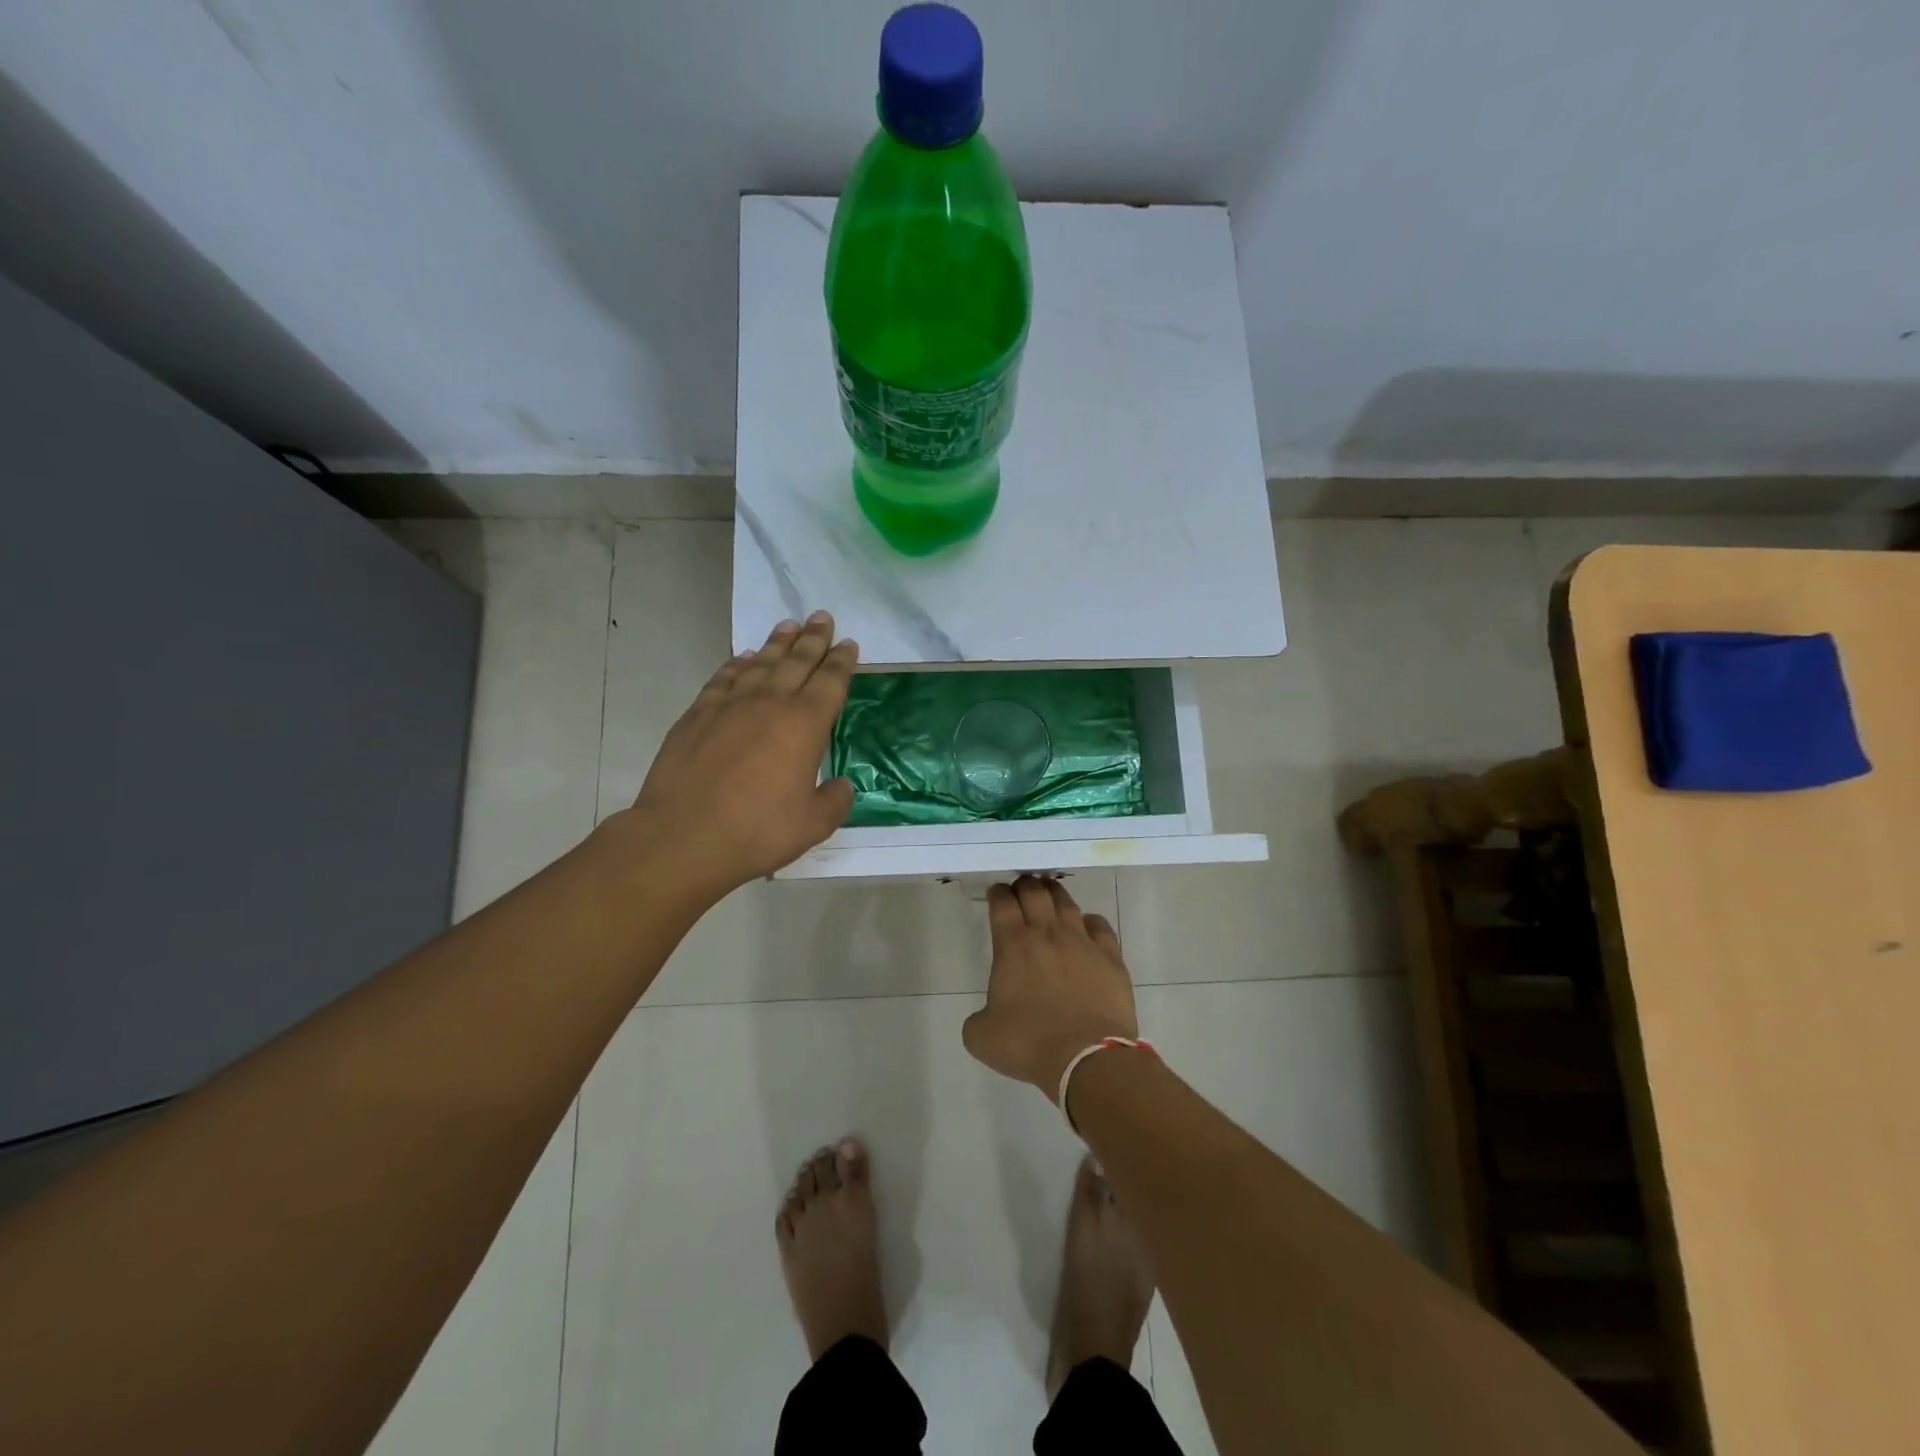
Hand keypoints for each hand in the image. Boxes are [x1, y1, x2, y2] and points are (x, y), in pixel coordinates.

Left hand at [626, 612, 857, 899]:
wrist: (683, 837)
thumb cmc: (756, 831)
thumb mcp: (812, 825)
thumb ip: (834, 801)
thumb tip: (841, 785)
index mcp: (805, 725)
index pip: (830, 682)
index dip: (842, 662)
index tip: (848, 644)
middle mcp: (769, 704)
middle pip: (797, 662)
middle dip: (813, 639)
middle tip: (822, 617)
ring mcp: (729, 705)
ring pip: (760, 663)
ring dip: (777, 643)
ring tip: (788, 626)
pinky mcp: (697, 715)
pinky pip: (723, 678)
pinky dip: (737, 665)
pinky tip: (744, 659)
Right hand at [962, 876, 1138, 1097]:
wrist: (1087, 1059)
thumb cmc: (1029, 1044)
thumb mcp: (982, 1037)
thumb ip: (978, 1018)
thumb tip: (987, 1015)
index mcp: (1013, 945)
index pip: (1002, 903)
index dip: (998, 893)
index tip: (996, 893)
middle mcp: (1047, 934)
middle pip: (1035, 892)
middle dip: (1025, 885)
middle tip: (1021, 888)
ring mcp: (1082, 942)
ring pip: (1066, 902)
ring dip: (1054, 893)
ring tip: (1049, 893)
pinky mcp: (1110, 957)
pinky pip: (1099, 925)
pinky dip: (1089, 921)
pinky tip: (1086, 926)